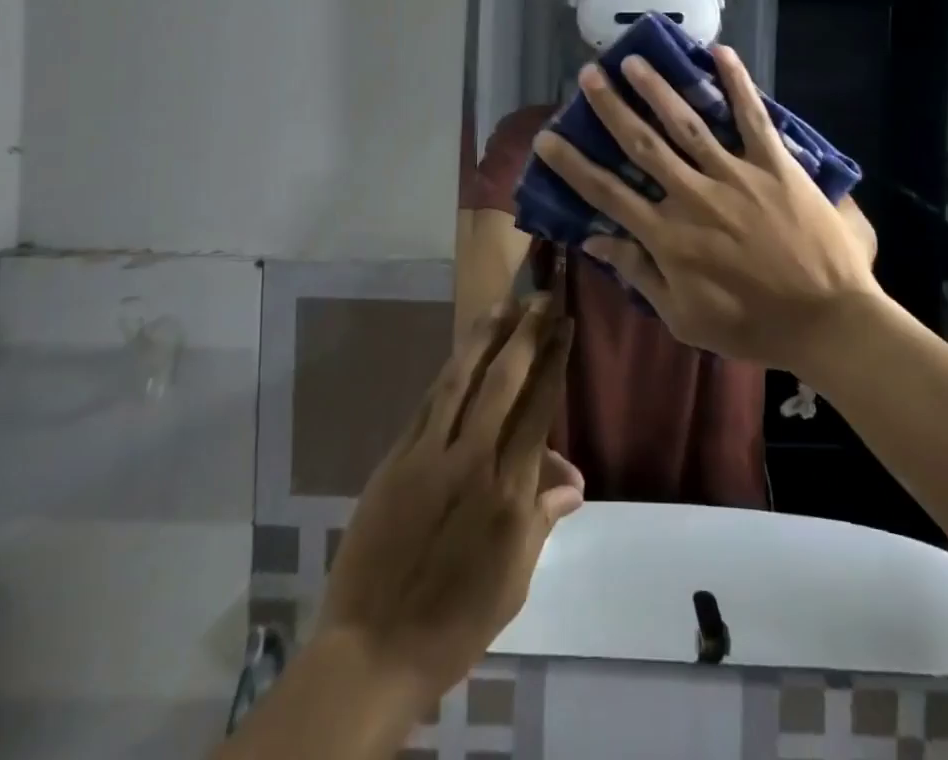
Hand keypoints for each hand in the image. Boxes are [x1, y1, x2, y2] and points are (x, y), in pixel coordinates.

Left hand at [314, 298, 583, 699]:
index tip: (564, 327)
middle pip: (504, 382)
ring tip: (502, 305)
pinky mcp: (396, 459)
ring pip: (462, 380)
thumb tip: (574, 480)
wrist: (373, 648)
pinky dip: (449, 373)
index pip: (538, 408)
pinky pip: (428, 404)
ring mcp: (429, 455)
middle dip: (526, 335)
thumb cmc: (456, 622)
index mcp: (508, 491)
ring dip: (484, 338)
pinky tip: (460, 354)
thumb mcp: (513, 580)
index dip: (554, 362)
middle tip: (540, 299)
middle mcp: (472, 460)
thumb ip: (541, 518)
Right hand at [532, 46, 883, 372]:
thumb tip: (595, 242)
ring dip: (658, 89)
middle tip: (589, 75)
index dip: (573, 165)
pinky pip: (752, 117)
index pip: (607, 194)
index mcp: (668, 237)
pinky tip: (720, 52)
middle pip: (643, 145)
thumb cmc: (752, 325)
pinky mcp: (775, 164)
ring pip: (688, 123)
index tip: (547, 138)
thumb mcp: (684, 318)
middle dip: (611, 108)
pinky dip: (737, 83)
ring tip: (634, 59)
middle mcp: (694, 196)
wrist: (828, 320)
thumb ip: (640, 274)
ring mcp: (736, 175)